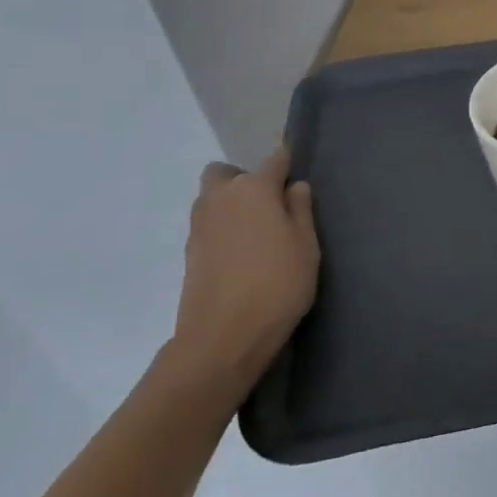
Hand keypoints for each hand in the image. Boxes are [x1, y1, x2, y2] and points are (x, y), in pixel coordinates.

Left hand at [173, 146, 319, 395]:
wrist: (223, 336)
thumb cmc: (278, 284)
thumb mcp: (306, 246)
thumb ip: (300, 210)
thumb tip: (294, 187)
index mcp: (254, 189)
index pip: (273, 160)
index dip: (286, 160)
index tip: (295, 165)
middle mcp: (221, 198)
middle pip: (226, 174)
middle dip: (244, 179)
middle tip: (269, 206)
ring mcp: (200, 225)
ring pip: (212, 198)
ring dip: (230, 204)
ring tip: (256, 232)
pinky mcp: (189, 252)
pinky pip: (207, 224)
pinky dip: (222, 228)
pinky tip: (241, 253)